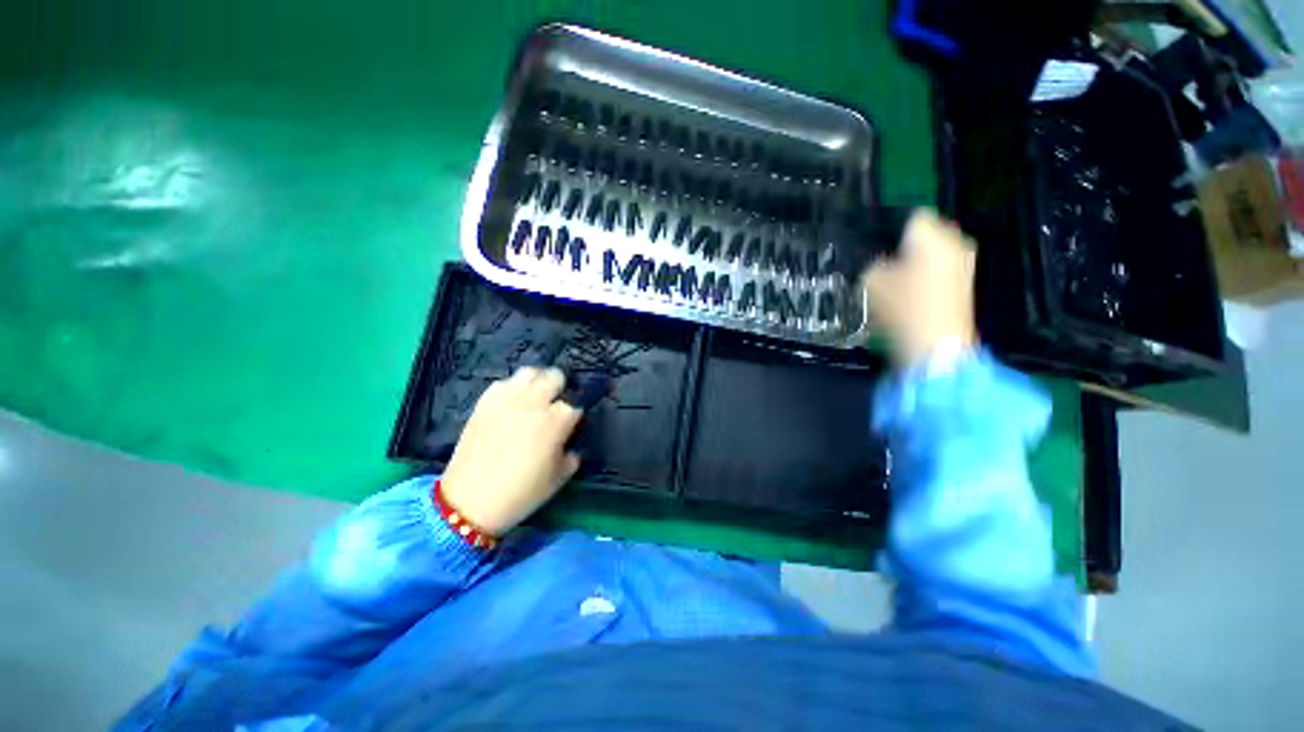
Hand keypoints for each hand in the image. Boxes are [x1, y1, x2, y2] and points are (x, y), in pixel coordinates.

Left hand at [440, 367, 582, 535]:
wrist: (469, 502)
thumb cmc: (522, 493)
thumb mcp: (560, 477)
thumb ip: (572, 453)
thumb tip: (570, 441)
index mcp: (556, 420)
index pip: (577, 400)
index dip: (578, 408)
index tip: (576, 418)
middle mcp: (534, 402)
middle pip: (555, 376)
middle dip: (561, 388)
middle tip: (557, 404)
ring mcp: (507, 399)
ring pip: (530, 372)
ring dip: (538, 382)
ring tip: (535, 397)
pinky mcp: (485, 402)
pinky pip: (504, 382)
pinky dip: (513, 389)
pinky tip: (512, 404)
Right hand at [862, 208, 977, 367]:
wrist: (935, 348)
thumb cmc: (902, 308)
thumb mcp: (869, 282)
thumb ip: (873, 265)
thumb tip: (881, 264)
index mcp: (932, 235)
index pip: (911, 216)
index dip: (890, 228)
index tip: (876, 245)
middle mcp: (955, 243)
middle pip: (926, 235)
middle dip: (905, 247)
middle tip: (883, 263)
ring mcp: (965, 266)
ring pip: (934, 255)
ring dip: (916, 265)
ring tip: (894, 282)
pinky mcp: (966, 287)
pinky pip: (941, 273)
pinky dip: (926, 280)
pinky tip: (909, 296)